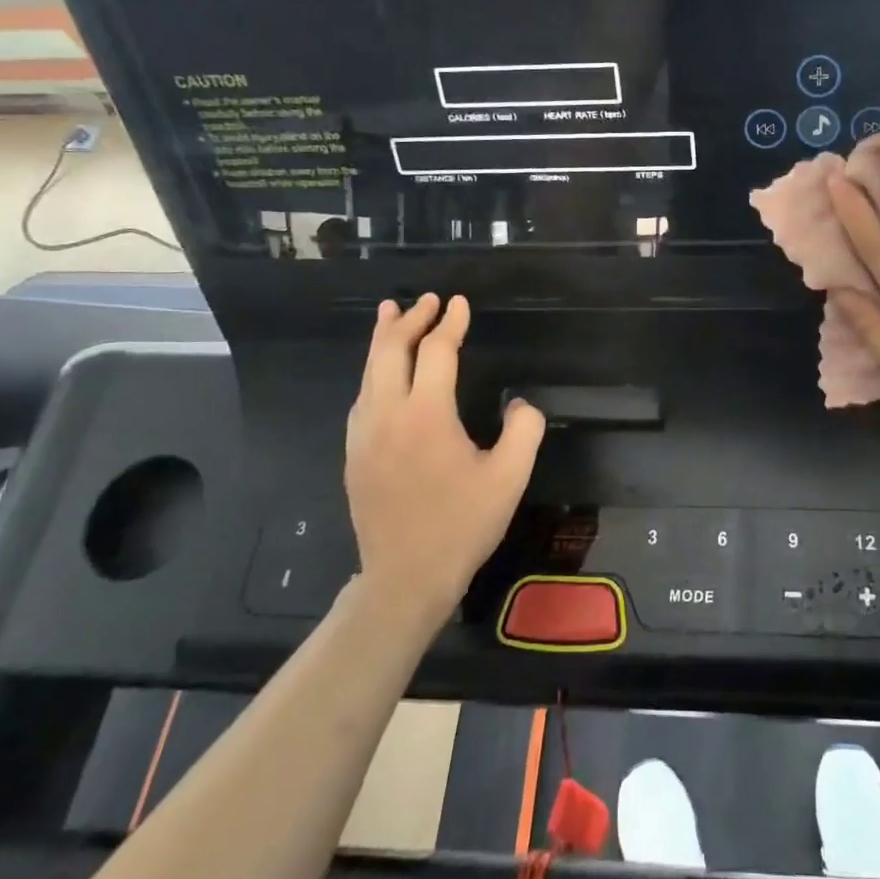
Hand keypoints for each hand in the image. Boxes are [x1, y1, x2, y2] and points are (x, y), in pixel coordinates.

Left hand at [344, 294, 545, 610]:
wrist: (405, 578)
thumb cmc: (462, 525)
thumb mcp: (510, 477)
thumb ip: (525, 429)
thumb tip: (520, 404)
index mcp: (426, 415)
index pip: (436, 352)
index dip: (450, 323)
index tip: (459, 304)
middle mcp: (387, 415)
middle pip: (390, 351)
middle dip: (409, 320)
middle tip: (426, 300)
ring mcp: (364, 436)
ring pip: (369, 372)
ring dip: (383, 340)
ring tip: (391, 315)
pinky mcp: (354, 455)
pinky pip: (362, 397)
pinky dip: (373, 371)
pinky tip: (381, 374)